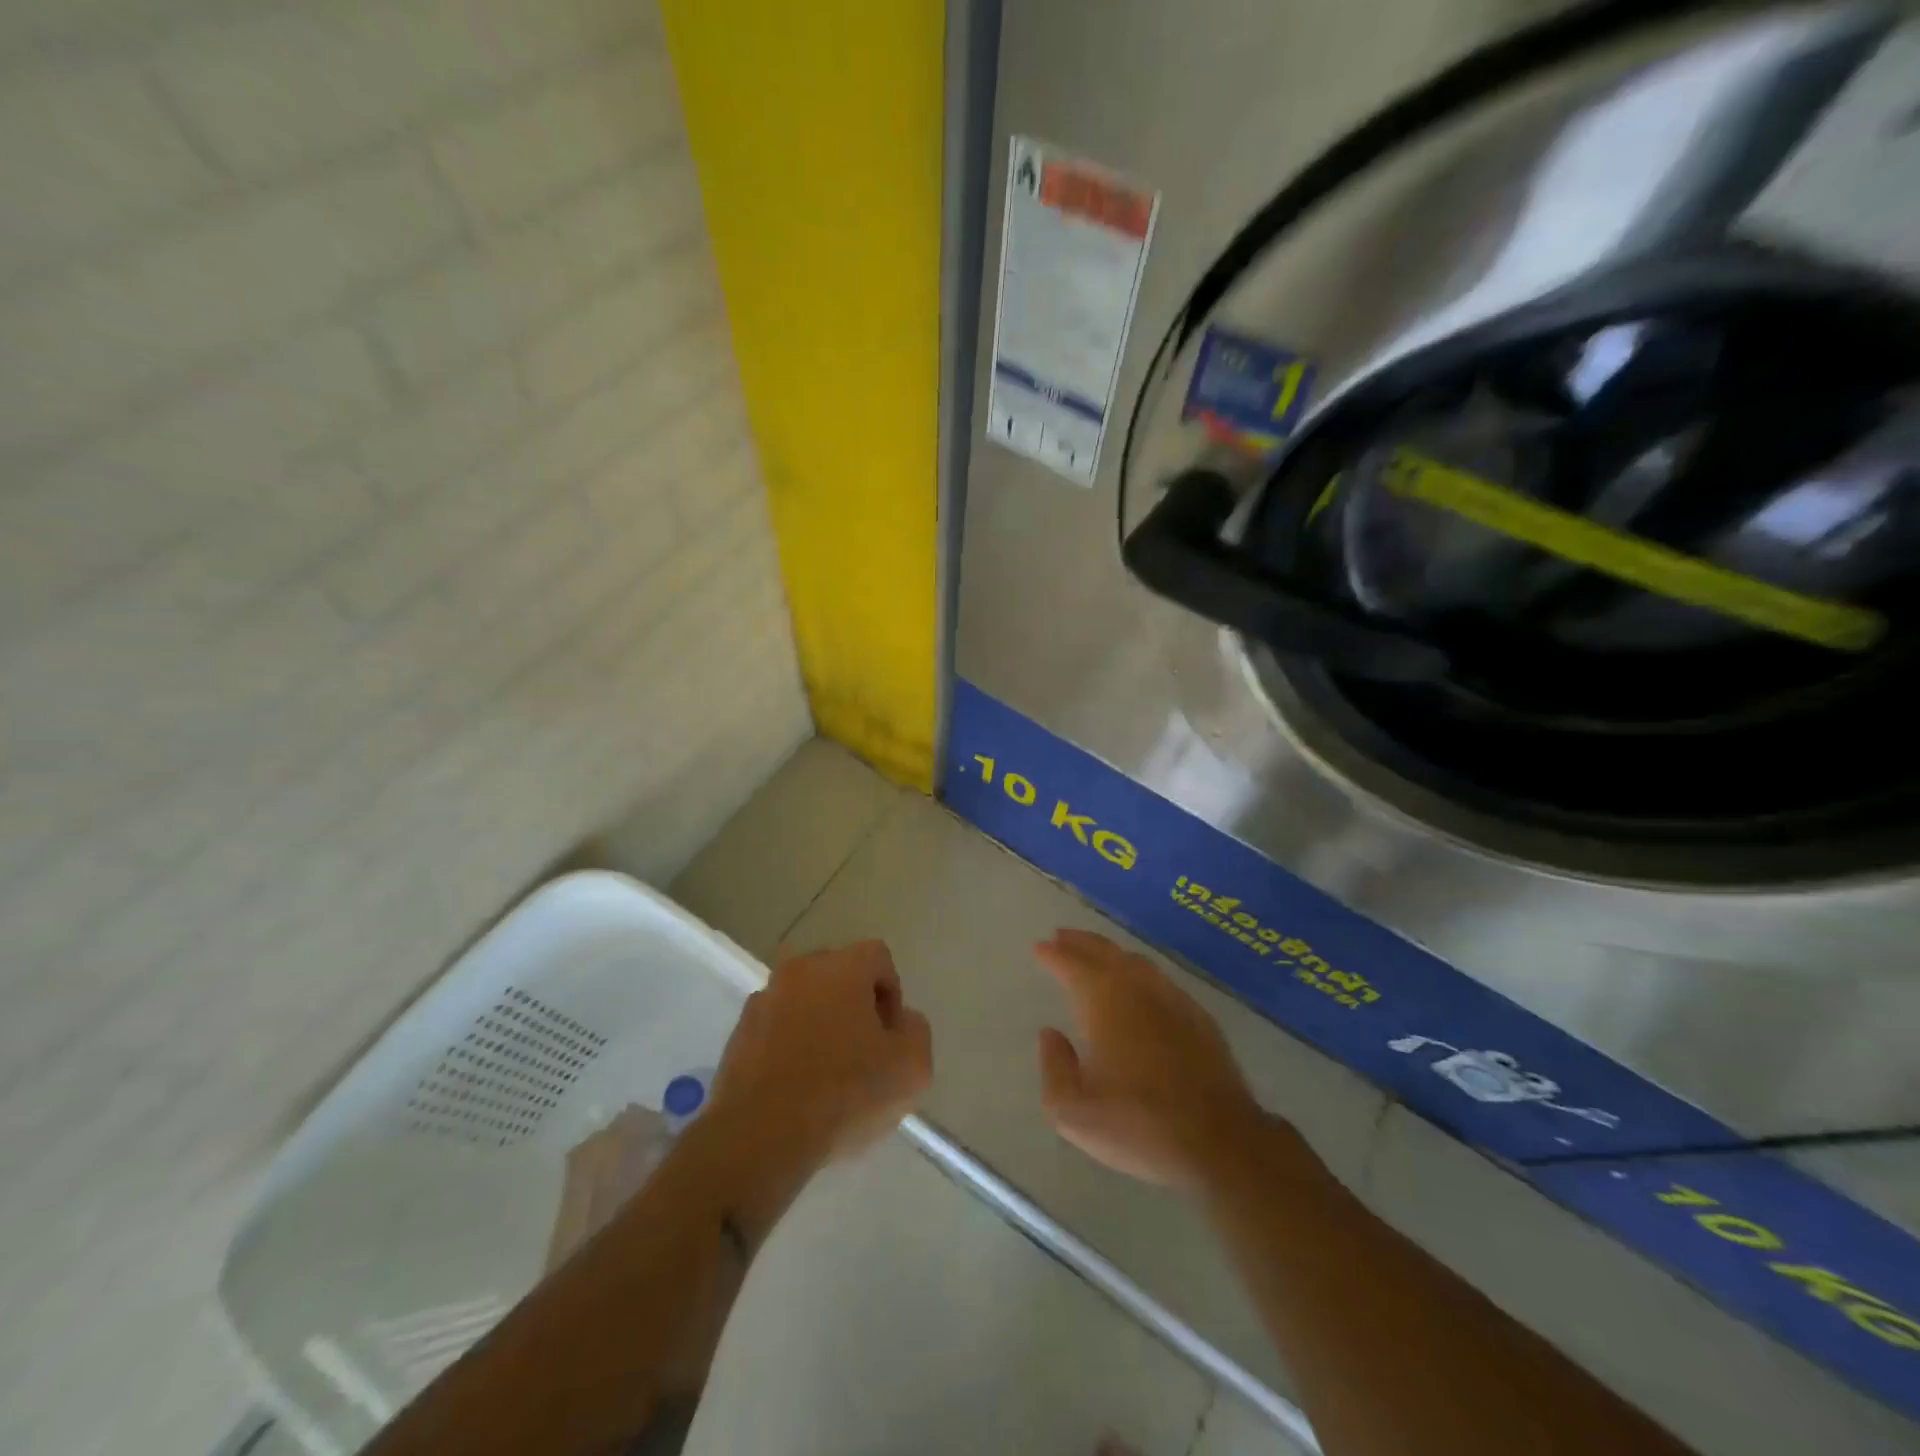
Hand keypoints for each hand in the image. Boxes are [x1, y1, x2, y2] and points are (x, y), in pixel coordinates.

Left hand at [706, 940, 932, 1172]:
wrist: (759, 1138)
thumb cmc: (844, 1095)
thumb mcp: (911, 1068)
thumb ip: (916, 1031)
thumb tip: (899, 1021)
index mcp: (841, 967)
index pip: (878, 958)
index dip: (892, 994)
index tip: (890, 1037)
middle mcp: (799, 971)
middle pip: (839, 975)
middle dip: (855, 1006)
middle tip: (864, 1054)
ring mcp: (763, 1000)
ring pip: (805, 1002)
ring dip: (820, 1025)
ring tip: (827, 1076)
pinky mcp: (738, 1034)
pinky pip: (776, 1028)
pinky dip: (790, 1046)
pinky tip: (797, 1088)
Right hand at [1035, 928, 1265, 1190]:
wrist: (1219, 1141)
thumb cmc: (1138, 1125)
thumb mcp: (1074, 1112)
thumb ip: (1054, 1067)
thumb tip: (1051, 1034)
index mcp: (1104, 1002)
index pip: (1073, 964)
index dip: (1053, 954)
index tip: (1039, 946)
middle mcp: (1138, 989)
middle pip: (1105, 952)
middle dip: (1081, 942)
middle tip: (1062, 936)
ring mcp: (1173, 1000)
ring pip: (1136, 962)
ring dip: (1111, 953)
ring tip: (1097, 954)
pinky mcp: (1199, 1018)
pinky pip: (1161, 980)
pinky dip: (1140, 973)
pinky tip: (1140, 986)